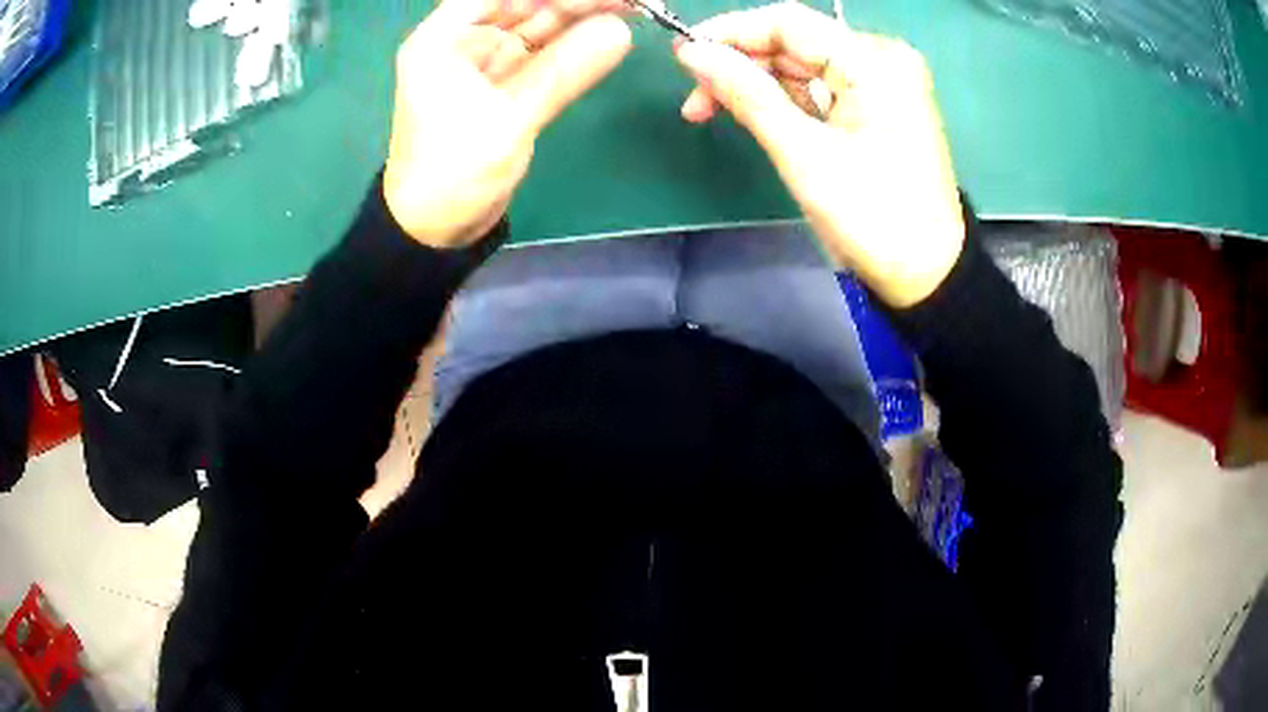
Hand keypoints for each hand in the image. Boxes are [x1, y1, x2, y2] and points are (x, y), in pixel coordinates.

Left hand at [384, 0, 631, 248]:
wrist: (436, 228)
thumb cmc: (452, 173)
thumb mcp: (508, 120)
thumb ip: (564, 72)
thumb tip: (620, 31)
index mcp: (443, 37)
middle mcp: (465, 39)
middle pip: (527, 3)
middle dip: (579, 0)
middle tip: (637, 0)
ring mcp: (488, 60)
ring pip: (542, 23)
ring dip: (585, 15)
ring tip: (637, 7)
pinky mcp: (508, 82)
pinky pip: (547, 53)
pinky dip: (577, 45)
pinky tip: (613, 33)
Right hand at [674, 3, 964, 307]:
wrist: (927, 275)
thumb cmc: (871, 218)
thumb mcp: (803, 154)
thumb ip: (747, 94)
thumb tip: (692, 53)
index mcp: (874, 62)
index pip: (788, 23)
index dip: (729, 33)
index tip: (682, 57)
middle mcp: (883, 59)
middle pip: (795, 42)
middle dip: (742, 65)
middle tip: (696, 103)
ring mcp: (885, 81)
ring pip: (804, 64)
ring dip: (760, 85)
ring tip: (717, 114)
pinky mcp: (882, 104)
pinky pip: (823, 86)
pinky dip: (789, 100)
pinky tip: (762, 118)